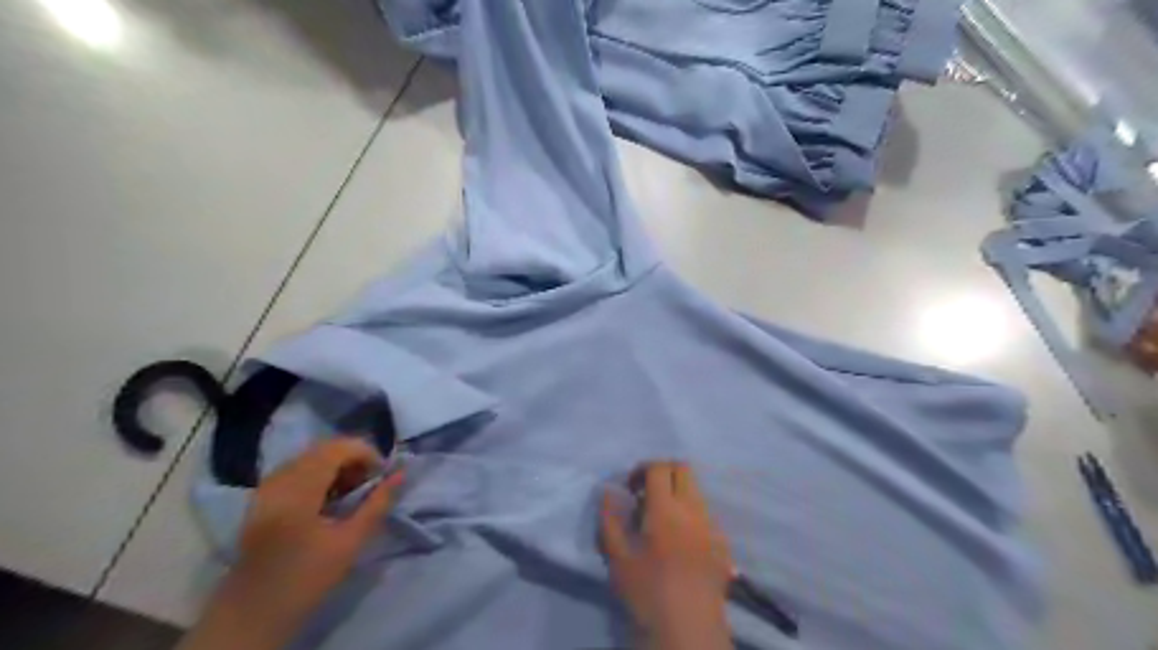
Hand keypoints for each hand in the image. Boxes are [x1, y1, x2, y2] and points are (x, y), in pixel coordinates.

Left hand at [174, 438, 402, 648]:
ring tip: (352, 491)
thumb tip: (401, 474)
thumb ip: (378, 503)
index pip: (337, 448)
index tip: (383, 475)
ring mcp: (266, 487)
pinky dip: (319, 474)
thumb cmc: (306, 578)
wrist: (253, 612)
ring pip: (309, 457)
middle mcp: (278, 480)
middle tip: (370, 482)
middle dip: (353, 458)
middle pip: (322, 449)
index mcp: (298, 490)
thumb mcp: (350, 542)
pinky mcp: (261, 497)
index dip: (366, 453)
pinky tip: (328, 498)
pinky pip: (296, 469)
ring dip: (336, 465)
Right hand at [601, 462, 726, 649]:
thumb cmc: (647, 592)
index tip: (630, 488)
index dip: (642, 469)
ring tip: (662, 520)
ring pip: (697, 490)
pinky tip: (680, 541)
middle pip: (683, 469)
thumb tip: (609, 490)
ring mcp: (712, 525)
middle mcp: (693, 509)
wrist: (688, 629)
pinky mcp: (723, 543)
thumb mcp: (617, 557)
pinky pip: (706, 514)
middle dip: (663, 472)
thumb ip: (610, 518)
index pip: (659, 467)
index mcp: (666, 509)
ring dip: (678, 492)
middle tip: (646, 494)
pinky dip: (691, 513)